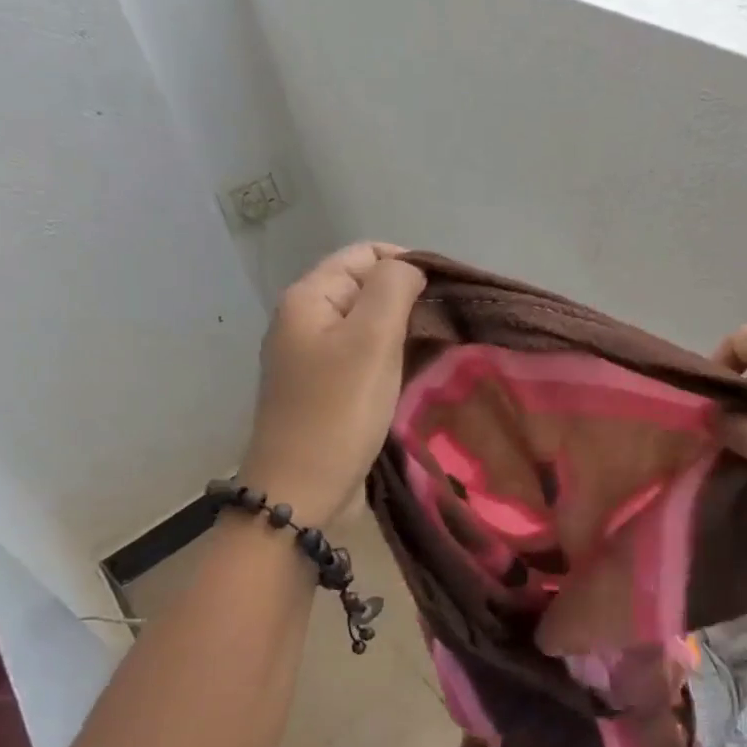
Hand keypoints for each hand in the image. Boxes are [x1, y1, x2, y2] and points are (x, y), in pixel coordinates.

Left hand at [238, 242, 424, 524]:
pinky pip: (363, 357)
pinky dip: (390, 359)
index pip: (365, 253)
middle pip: (366, 287)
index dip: (408, 264)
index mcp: (308, 297)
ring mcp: (312, 357)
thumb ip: (393, 288)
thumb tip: (411, 268)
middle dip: (408, 300)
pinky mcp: (324, 389)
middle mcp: (304, 319)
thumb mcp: (371, 340)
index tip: (444, 296)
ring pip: (368, 325)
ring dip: (403, 332)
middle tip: (446, 327)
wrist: (300, 493)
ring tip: (437, 350)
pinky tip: (414, 374)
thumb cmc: (338, 411)